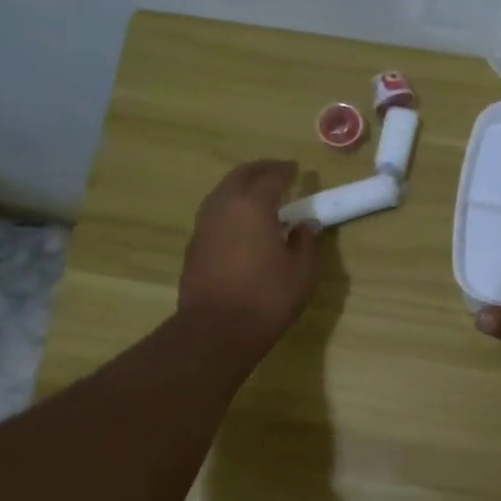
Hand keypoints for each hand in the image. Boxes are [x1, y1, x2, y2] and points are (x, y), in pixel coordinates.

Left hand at [178, 160, 320, 353]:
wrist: (216, 330)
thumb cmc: (267, 298)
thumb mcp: (302, 272)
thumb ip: (306, 242)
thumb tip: (306, 225)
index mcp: (252, 204)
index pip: (272, 176)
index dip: (287, 171)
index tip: (297, 170)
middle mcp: (224, 205)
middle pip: (241, 175)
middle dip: (261, 170)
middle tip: (278, 172)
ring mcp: (204, 224)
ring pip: (223, 191)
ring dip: (242, 186)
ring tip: (260, 195)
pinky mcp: (194, 244)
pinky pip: (215, 212)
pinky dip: (230, 207)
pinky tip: (242, 223)